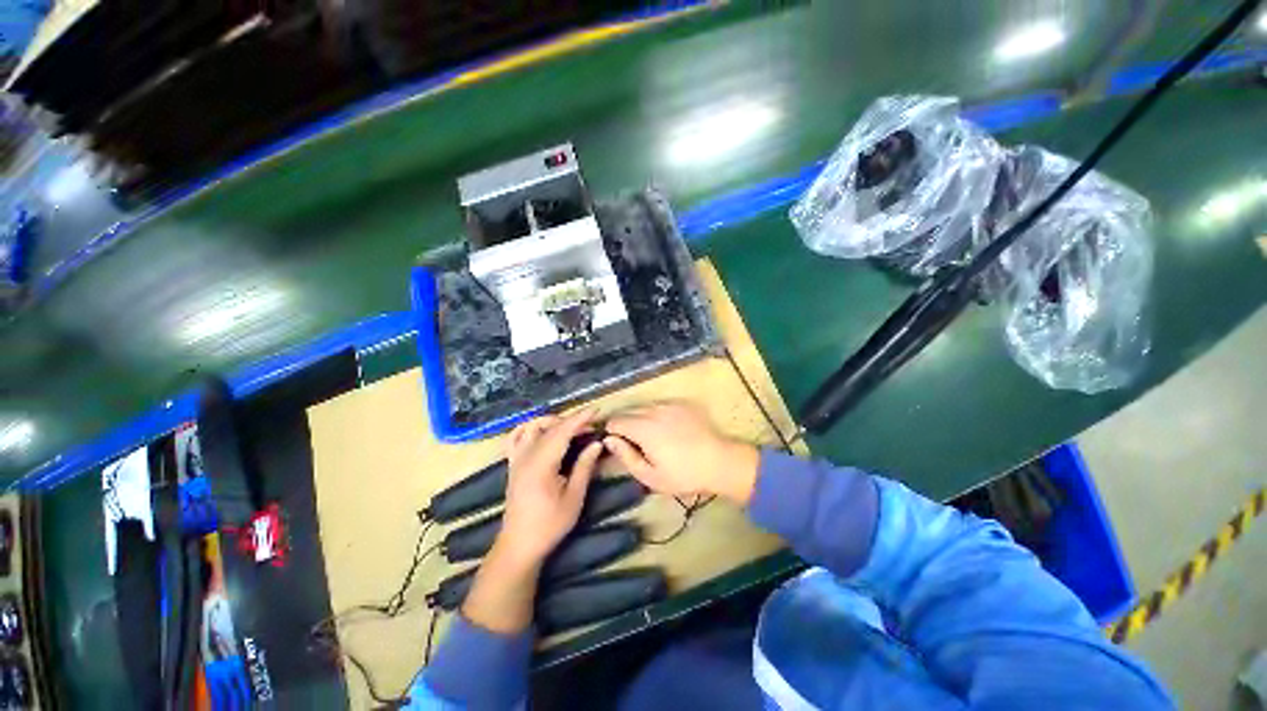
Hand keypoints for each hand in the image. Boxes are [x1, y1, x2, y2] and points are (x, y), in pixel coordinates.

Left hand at [498, 409, 603, 565]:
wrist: (519, 545)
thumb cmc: (549, 524)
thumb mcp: (574, 498)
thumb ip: (584, 467)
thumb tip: (596, 443)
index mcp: (541, 464)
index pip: (562, 432)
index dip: (580, 419)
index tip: (596, 410)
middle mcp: (526, 456)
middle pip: (549, 427)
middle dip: (571, 421)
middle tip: (591, 427)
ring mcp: (516, 459)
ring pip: (531, 427)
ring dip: (551, 422)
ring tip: (569, 428)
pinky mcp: (513, 464)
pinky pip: (516, 437)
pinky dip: (529, 428)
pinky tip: (542, 431)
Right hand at [603, 402, 759, 505]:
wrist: (719, 462)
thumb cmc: (683, 475)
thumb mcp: (651, 476)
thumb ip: (626, 457)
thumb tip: (609, 440)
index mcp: (644, 429)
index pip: (615, 421)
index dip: (610, 431)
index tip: (614, 443)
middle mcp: (654, 411)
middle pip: (628, 411)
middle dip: (624, 424)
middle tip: (632, 443)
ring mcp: (669, 404)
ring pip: (643, 407)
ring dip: (639, 418)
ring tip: (649, 436)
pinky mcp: (681, 404)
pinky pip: (660, 405)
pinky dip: (655, 414)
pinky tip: (666, 429)